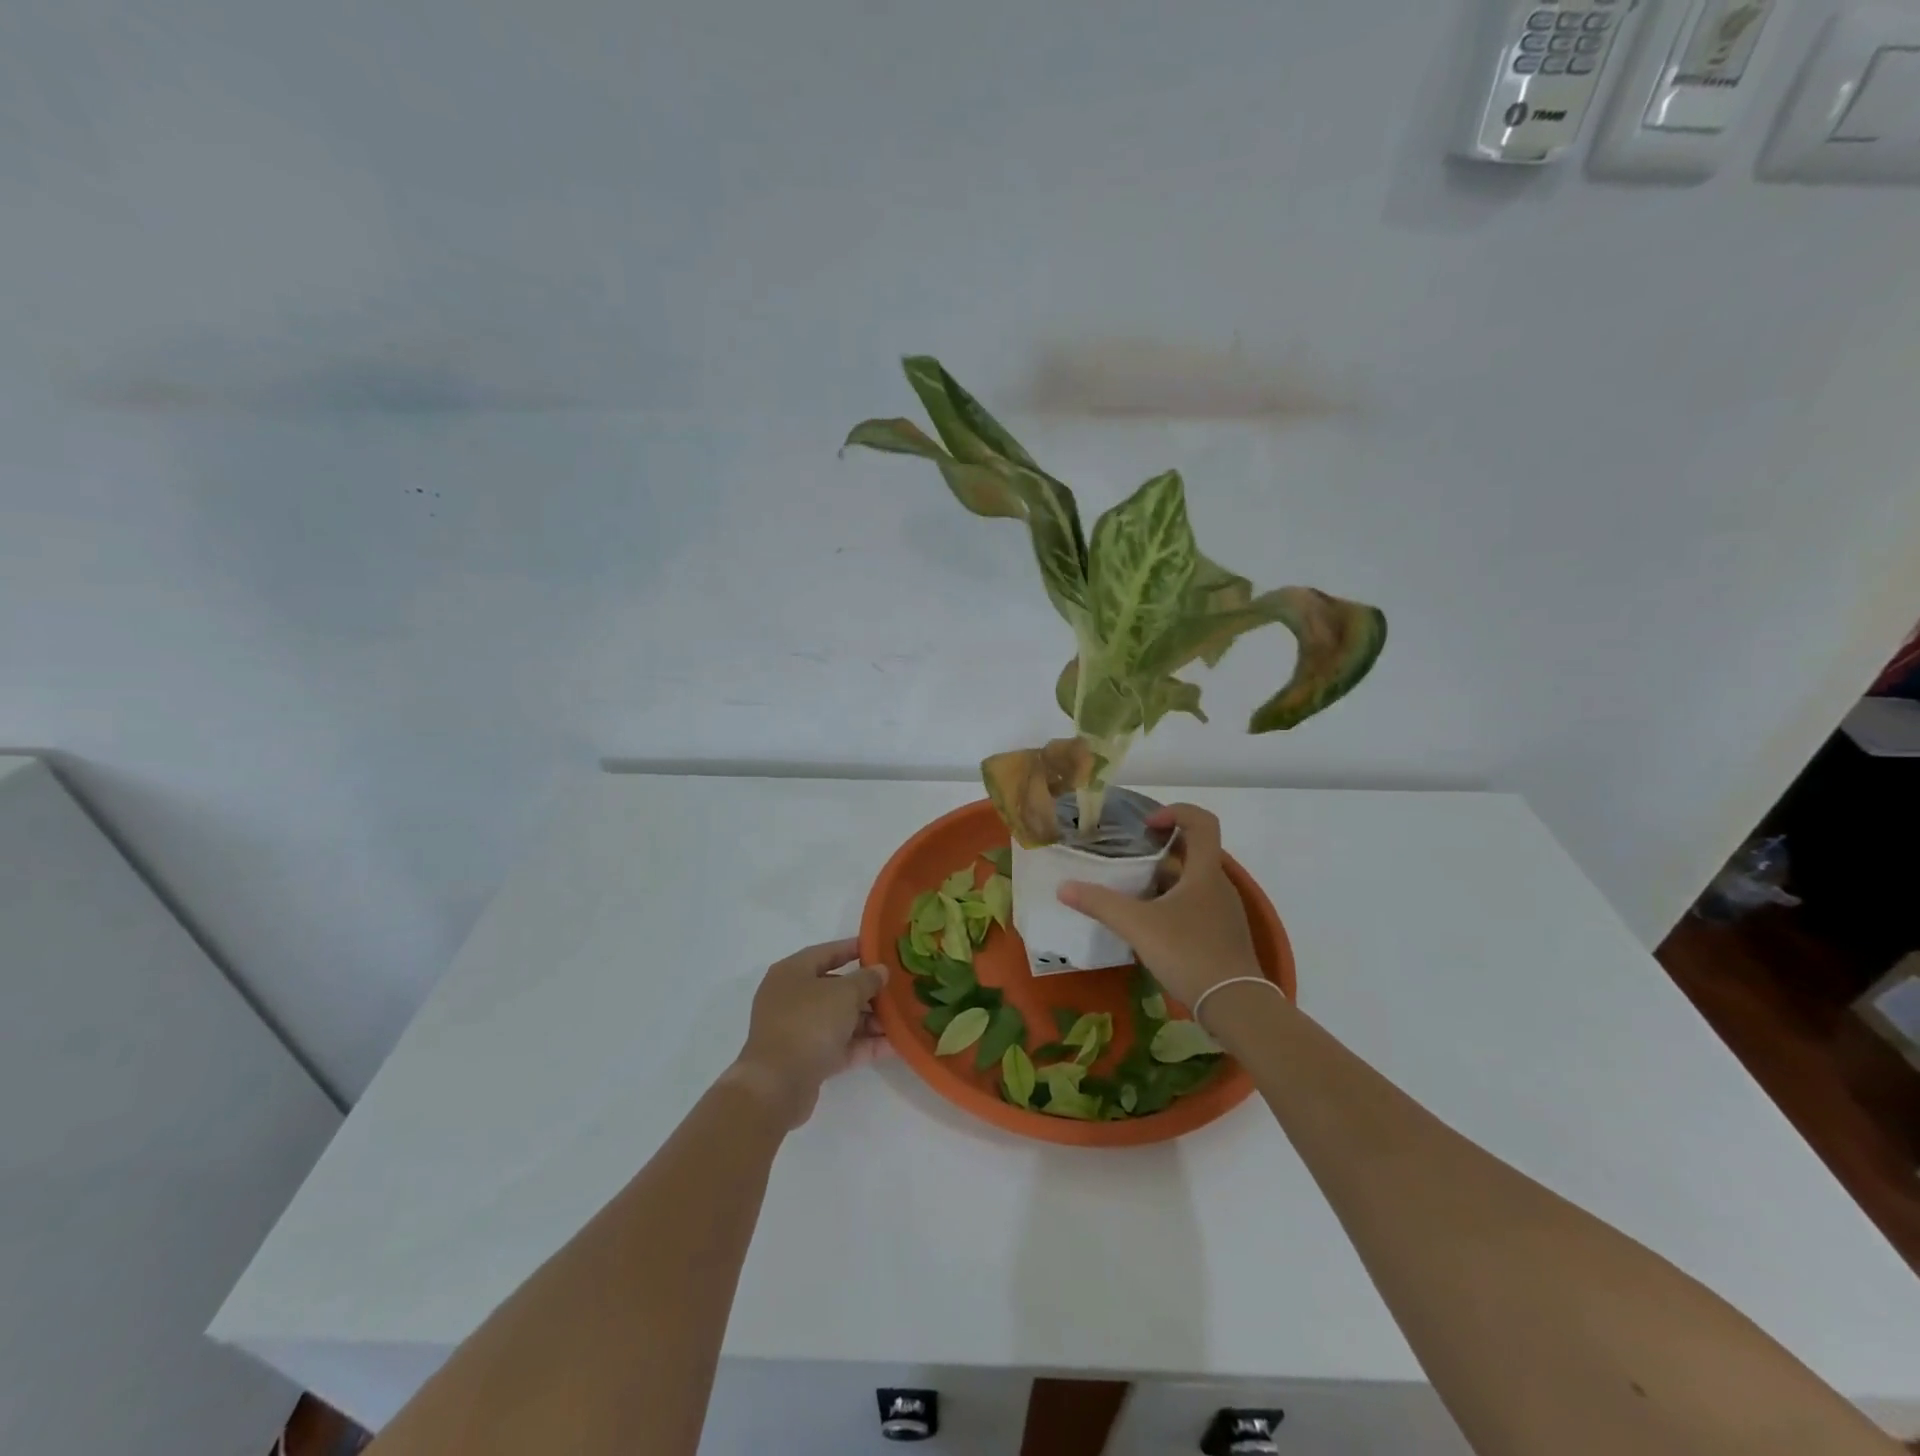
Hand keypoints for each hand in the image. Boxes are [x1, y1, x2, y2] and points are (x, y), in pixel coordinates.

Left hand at [729, 938, 887, 1128]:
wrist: (777, 1085)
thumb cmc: (809, 1023)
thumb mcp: (845, 993)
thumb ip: (867, 979)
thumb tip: (880, 971)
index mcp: (792, 972)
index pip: (827, 952)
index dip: (854, 948)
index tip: (880, 949)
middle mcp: (792, 998)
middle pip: (835, 988)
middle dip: (868, 991)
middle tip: (897, 990)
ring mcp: (798, 1030)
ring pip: (840, 1019)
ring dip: (870, 1020)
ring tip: (902, 1020)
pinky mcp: (807, 1060)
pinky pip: (840, 1045)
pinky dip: (864, 1044)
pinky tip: (894, 1044)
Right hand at [1057, 804, 1262, 1009]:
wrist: (1235, 1005)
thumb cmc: (1189, 952)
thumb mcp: (1138, 925)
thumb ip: (1100, 904)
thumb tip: (1063, 887)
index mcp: (1205, 871)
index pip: (1202, 822)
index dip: (1176, 812)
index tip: (1147, 826)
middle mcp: (1219, 885)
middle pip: (1195, 851)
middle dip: (1162, 848)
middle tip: (1130, 857)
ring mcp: (1224, 912)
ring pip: (1193, 881)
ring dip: (1165, 878)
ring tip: (1132, 891)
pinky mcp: (1223, 935)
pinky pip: (1196, 905)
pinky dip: (1173, 904)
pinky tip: (1150, 926)